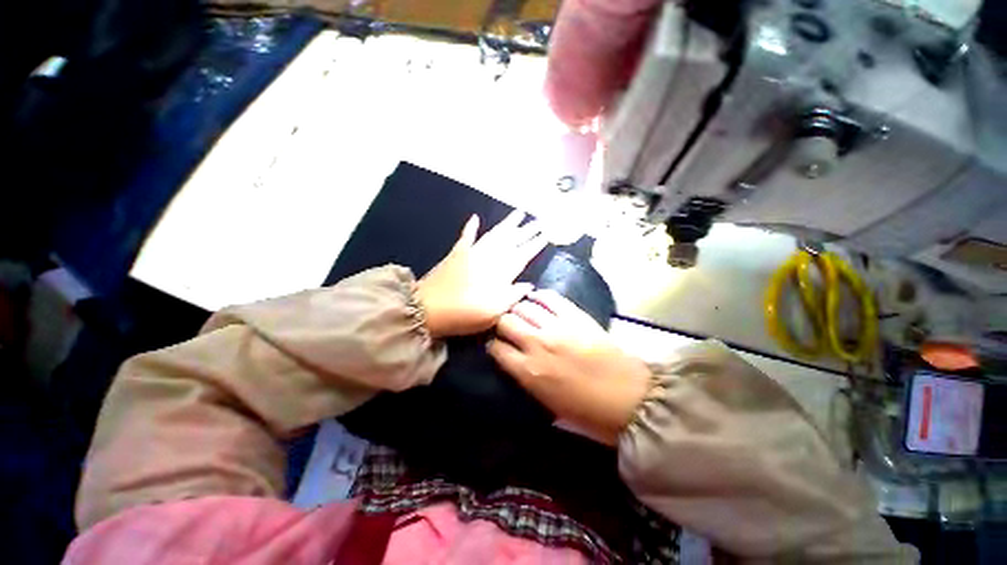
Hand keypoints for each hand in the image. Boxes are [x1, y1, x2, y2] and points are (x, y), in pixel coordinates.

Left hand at [417, 212, 547, 338]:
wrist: (427, 309)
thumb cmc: (463, 315)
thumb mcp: (493, 313)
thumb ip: (512, 296)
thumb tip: (529, 285)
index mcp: (499, 273)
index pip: (522, 255)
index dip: (534, 245)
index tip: (545, 235)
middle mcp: (488, 258)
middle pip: (511, 241)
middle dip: (527, 231)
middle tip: (539, 221)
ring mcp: (472, 253)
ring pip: (494, 234)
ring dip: (507, 223)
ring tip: (519, 213)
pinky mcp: (456, 253)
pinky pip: (466, 236)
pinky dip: (471, 227)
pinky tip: (476, 217)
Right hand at [488, 290, 651, 445]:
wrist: (630, 399)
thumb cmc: (587, 411)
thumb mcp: (547, 403)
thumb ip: (525, 379)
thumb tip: (513, 361)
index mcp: (528, 371)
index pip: (496, 348)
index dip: (492, 344)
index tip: (495, 343)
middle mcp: (537, 344)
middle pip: (505, 321)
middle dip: (500, 322)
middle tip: (504, 324)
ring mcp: (557, 326)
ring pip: (524, 306)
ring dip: (517, 308)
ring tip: (517, 309)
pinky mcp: (575, 316)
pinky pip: (551, 298)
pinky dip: (539, 296)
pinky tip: (535, 297)